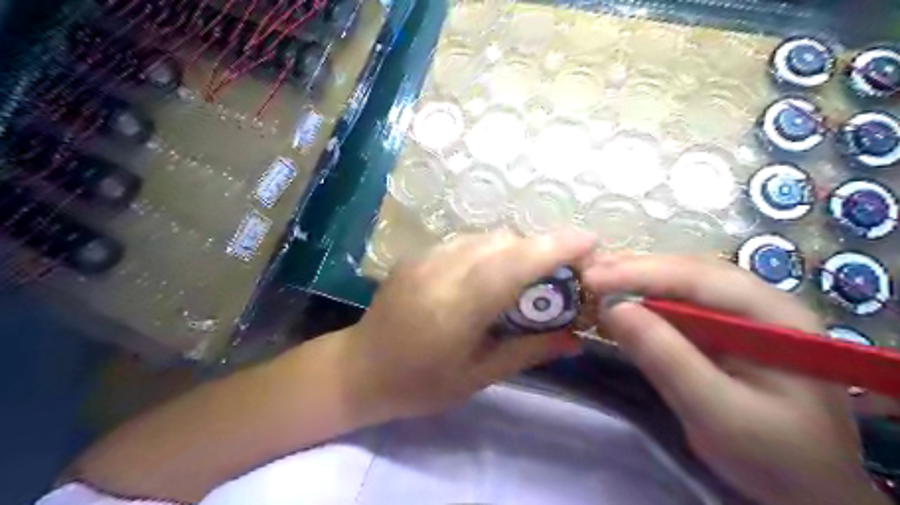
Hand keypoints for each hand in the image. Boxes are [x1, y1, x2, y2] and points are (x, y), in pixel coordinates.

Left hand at [342, 233, 595, 421]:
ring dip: (516, 249)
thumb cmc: (419, 384)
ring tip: (529, 276)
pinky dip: (490, 251)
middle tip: (563, 273)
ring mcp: (425, 258)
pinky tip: (491, 275)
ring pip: (485, 237)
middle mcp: (440, 271)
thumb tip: (575, 338)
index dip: (555, 247)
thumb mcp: (477, 376)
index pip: (513, 264)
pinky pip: (465, 242)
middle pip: (503, 242)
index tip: (591, 241)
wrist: (359, 370)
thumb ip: (528, 351)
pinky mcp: (416, 256)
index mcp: (457, 308)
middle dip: (541, 249)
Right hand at [581, 256, 888, 504]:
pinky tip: (619, 298)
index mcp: (775, 316)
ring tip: (595, 277)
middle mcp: (760, 302)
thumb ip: (666, 358)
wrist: (806, 489)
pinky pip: (678, 305)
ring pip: (681, 284)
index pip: (700, 278)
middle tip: (586, 273)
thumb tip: (612, 308)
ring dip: (636, 279)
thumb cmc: (772, 455)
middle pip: (689, 273)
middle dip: (635, 270)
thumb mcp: (716, 412)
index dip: (642, 273)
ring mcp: (742, 314)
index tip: (592, 277)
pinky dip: (644, 300)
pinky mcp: (722, 330)